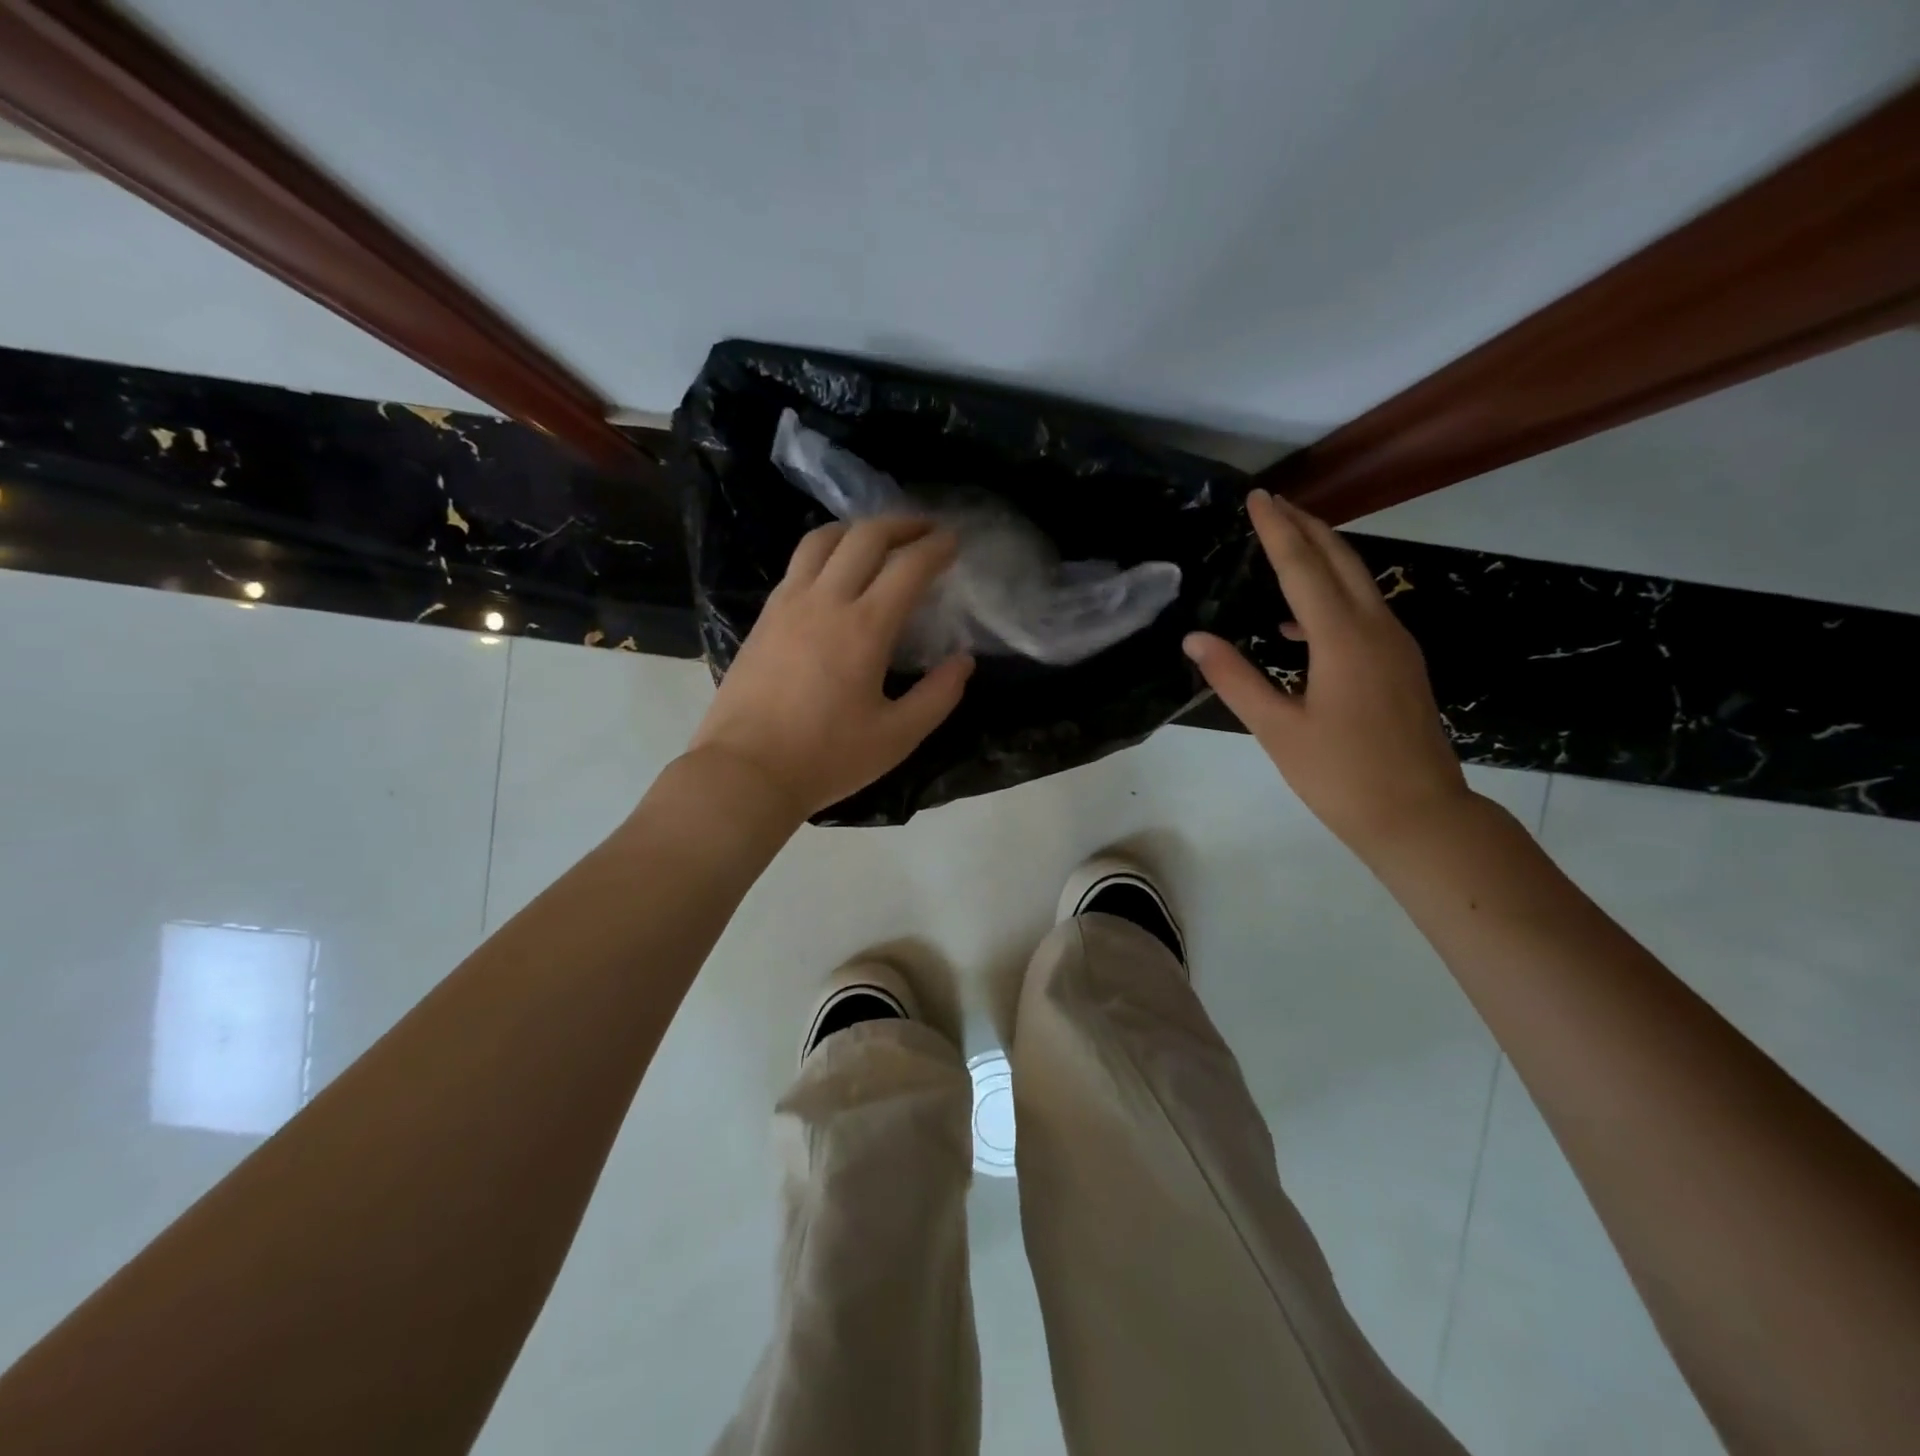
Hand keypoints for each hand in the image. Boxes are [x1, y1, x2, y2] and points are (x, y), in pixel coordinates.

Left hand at [687, 517, 974, 819]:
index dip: (936, 548)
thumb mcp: (897, 737)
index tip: (954, 541)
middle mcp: (825, 601)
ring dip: (857, 529)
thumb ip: (939, 696)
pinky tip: (835, 571)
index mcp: (864, 628)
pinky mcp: (764, 617)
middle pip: (865, 537)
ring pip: (822, 540)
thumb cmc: (827, 758)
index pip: (908, 567)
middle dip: (901, 524)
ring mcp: (787, 604)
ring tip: (878, 539)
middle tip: (925, 529)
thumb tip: (963, 661)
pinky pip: (798, 564)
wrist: (746, 771)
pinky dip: (826, 551)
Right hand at [1182, 489, 1471, 852]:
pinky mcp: (1402, 664)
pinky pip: (1365, 610)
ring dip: (1323, 556)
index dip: (1277, 530)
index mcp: (1342, 639)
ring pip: (1359, 581)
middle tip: (1274, 504)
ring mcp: (1396, 645)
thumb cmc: (1340, 774)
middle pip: (1341, 560)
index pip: (1303, 567)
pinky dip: (1333, 595)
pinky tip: (1299, 623)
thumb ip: (1235, 678)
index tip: (1258, 498)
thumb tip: (1195, 639)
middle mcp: (1376, 628)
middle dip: (1307, 527)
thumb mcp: (1277, 728)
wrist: (1419, 814)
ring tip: (1286, 546)